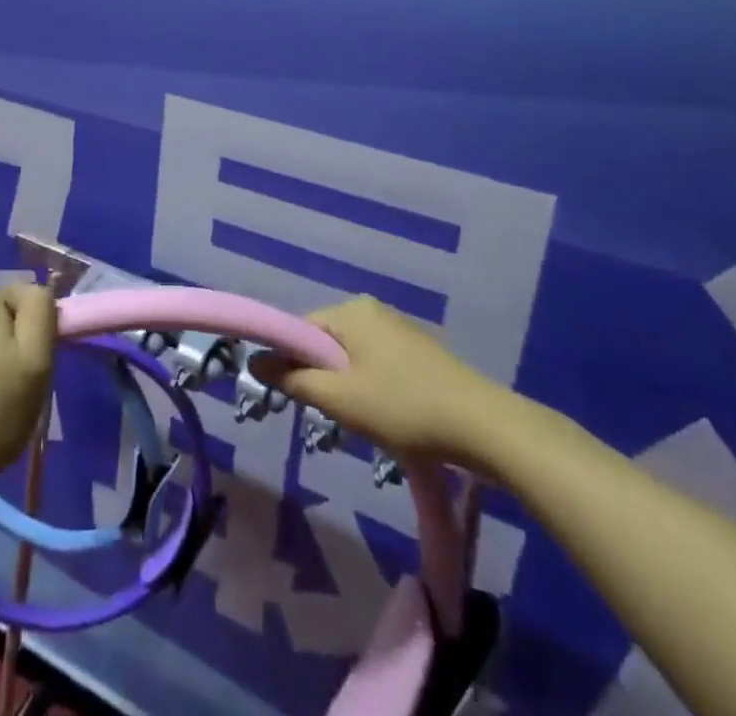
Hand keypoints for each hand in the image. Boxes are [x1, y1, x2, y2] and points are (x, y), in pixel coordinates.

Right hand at [253, 296, 524, 472]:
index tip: (297, 397)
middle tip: (334, 414)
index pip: (300, 329)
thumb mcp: (339, 398)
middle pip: (326, 341)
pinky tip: (389, 416)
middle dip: (323, 376)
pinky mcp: (419, 350)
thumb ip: (293, 379)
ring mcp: (398, 328)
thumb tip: (254, 361)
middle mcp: (372, 310)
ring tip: (363, 420)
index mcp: (350, 311)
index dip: (291, 362)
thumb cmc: (402, 408)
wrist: (482, 425)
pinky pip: (377, 362)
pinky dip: (372, 386)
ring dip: (348, 385)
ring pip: (352, 355)